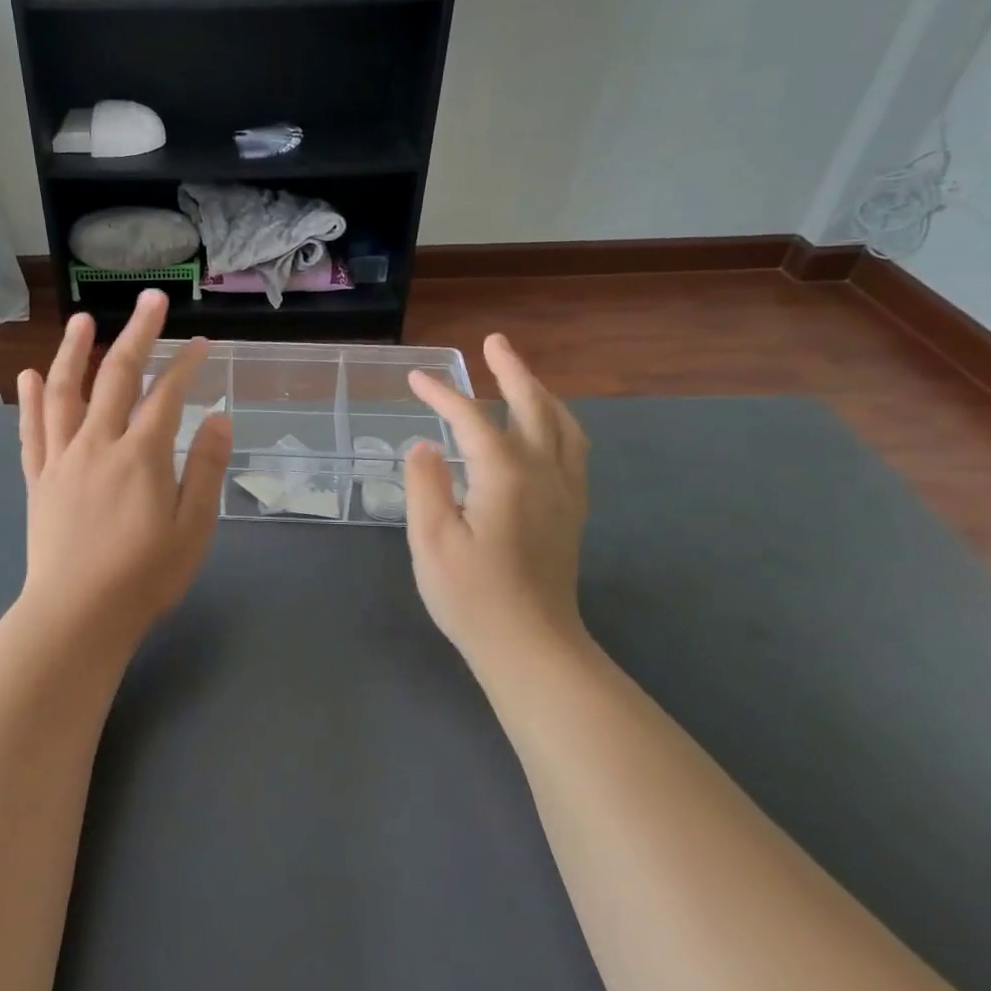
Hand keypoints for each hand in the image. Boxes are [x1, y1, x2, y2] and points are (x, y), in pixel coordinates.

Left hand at [15, 290, 231, 651]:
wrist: (77, 615)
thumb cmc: (144, 577)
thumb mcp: (193, 529)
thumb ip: (205, 470)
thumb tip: (220, 420)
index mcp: (141, 456)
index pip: (167, 395)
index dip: (186, 364)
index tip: (202, 343)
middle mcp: (98, 444)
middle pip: (118, 377)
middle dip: (139, 334)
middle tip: (152, 300)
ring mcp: (63, 460)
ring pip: (66, 393)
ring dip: (75, 352)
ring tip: (83, 321)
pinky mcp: (39, 480)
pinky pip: (33, 431)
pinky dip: (31, 401)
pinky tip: (30, 376)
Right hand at [404, 334, 591, 662]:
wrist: (532, 647)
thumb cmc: (473, 596)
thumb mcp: (431, 540)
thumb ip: (426, 485)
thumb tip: (426, 446)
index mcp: (505, 474)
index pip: (472, 419)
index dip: (443, 394)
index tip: (417, 378)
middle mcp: (543, 472)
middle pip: (533, 406)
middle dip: (512, 371)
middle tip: (495, 342)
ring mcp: (565, 493)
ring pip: (563, 425)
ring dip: (542, 393)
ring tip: (523, 377)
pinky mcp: (572, 513)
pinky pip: (574, 450)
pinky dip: (560, 424)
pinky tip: (548, 430)